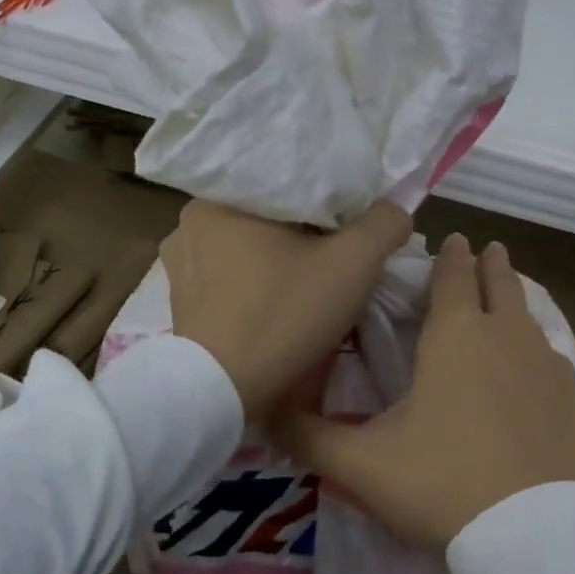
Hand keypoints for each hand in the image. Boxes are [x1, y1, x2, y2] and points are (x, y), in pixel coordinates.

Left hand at [162, 199, 412, 418]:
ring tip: (308, 282)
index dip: (331, 199)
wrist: (222, 392)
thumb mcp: (354, 265)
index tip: (354, 224)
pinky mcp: (180, 300)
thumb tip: (395, 211)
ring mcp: (180, 262)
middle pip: (268, 215)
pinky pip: (228, 277)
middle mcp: (190, 219)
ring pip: (247, 246)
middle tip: (338, 255)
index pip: (291, 181)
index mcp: (222, 195)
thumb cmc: (285, 316)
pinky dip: (255, 284)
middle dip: (305, 232)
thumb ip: (384, 224)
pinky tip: (275, 304)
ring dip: (278, 259)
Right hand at [277, 234, 574, 549]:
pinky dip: (538, 344)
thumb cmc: (440, 483)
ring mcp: (545, 367)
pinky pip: (552, 355)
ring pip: (529, 317)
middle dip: (490, 264)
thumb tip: (265, 412)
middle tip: (487, 248)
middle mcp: (505, 337)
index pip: (453, 278)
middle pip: (500, 285)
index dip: (451, 257)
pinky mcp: (571, 400)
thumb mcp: (362, 463)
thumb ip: (310, 436)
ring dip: (515, 300)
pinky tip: (536, 361)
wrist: (528, 533)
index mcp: (454, 336)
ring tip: (508, 296)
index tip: (455, 238)